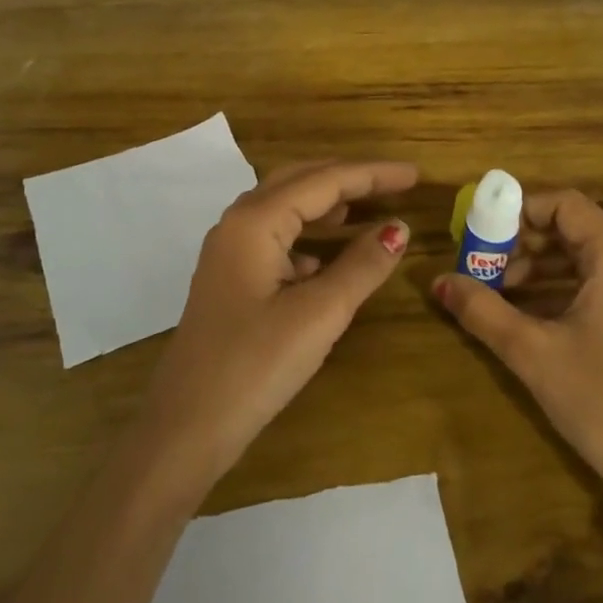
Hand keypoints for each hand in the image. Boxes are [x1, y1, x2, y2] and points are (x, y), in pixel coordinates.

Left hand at [137, 160, 418, 482]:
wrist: (186, 428)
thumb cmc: (255, 365)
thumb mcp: (319, 314)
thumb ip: (362, 265)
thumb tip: (398, 228)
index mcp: (255, 221)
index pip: (324, 180)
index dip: (373, 174)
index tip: (416, 174)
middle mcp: (238, 224)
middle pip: (300, 181)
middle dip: (350, 179)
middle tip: (396, 184)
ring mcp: (230, 252)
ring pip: (286, 209)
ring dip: (329, 204)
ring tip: (371, 207)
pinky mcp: (232, 279)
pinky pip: (278, 239)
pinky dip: (311, 236)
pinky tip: (332, 256)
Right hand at [433, 189, 602, 573]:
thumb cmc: (599, 399)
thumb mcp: (531, 351)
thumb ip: (481, 309)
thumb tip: (438, 282)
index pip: (565, 205)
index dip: (520, 210)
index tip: (484, 231)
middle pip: (576, 231)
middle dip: (525, 244)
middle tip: (485, 266)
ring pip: (588, 259)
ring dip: (542, 268)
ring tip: (501, 292)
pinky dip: (565, 288)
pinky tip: (532, 313)